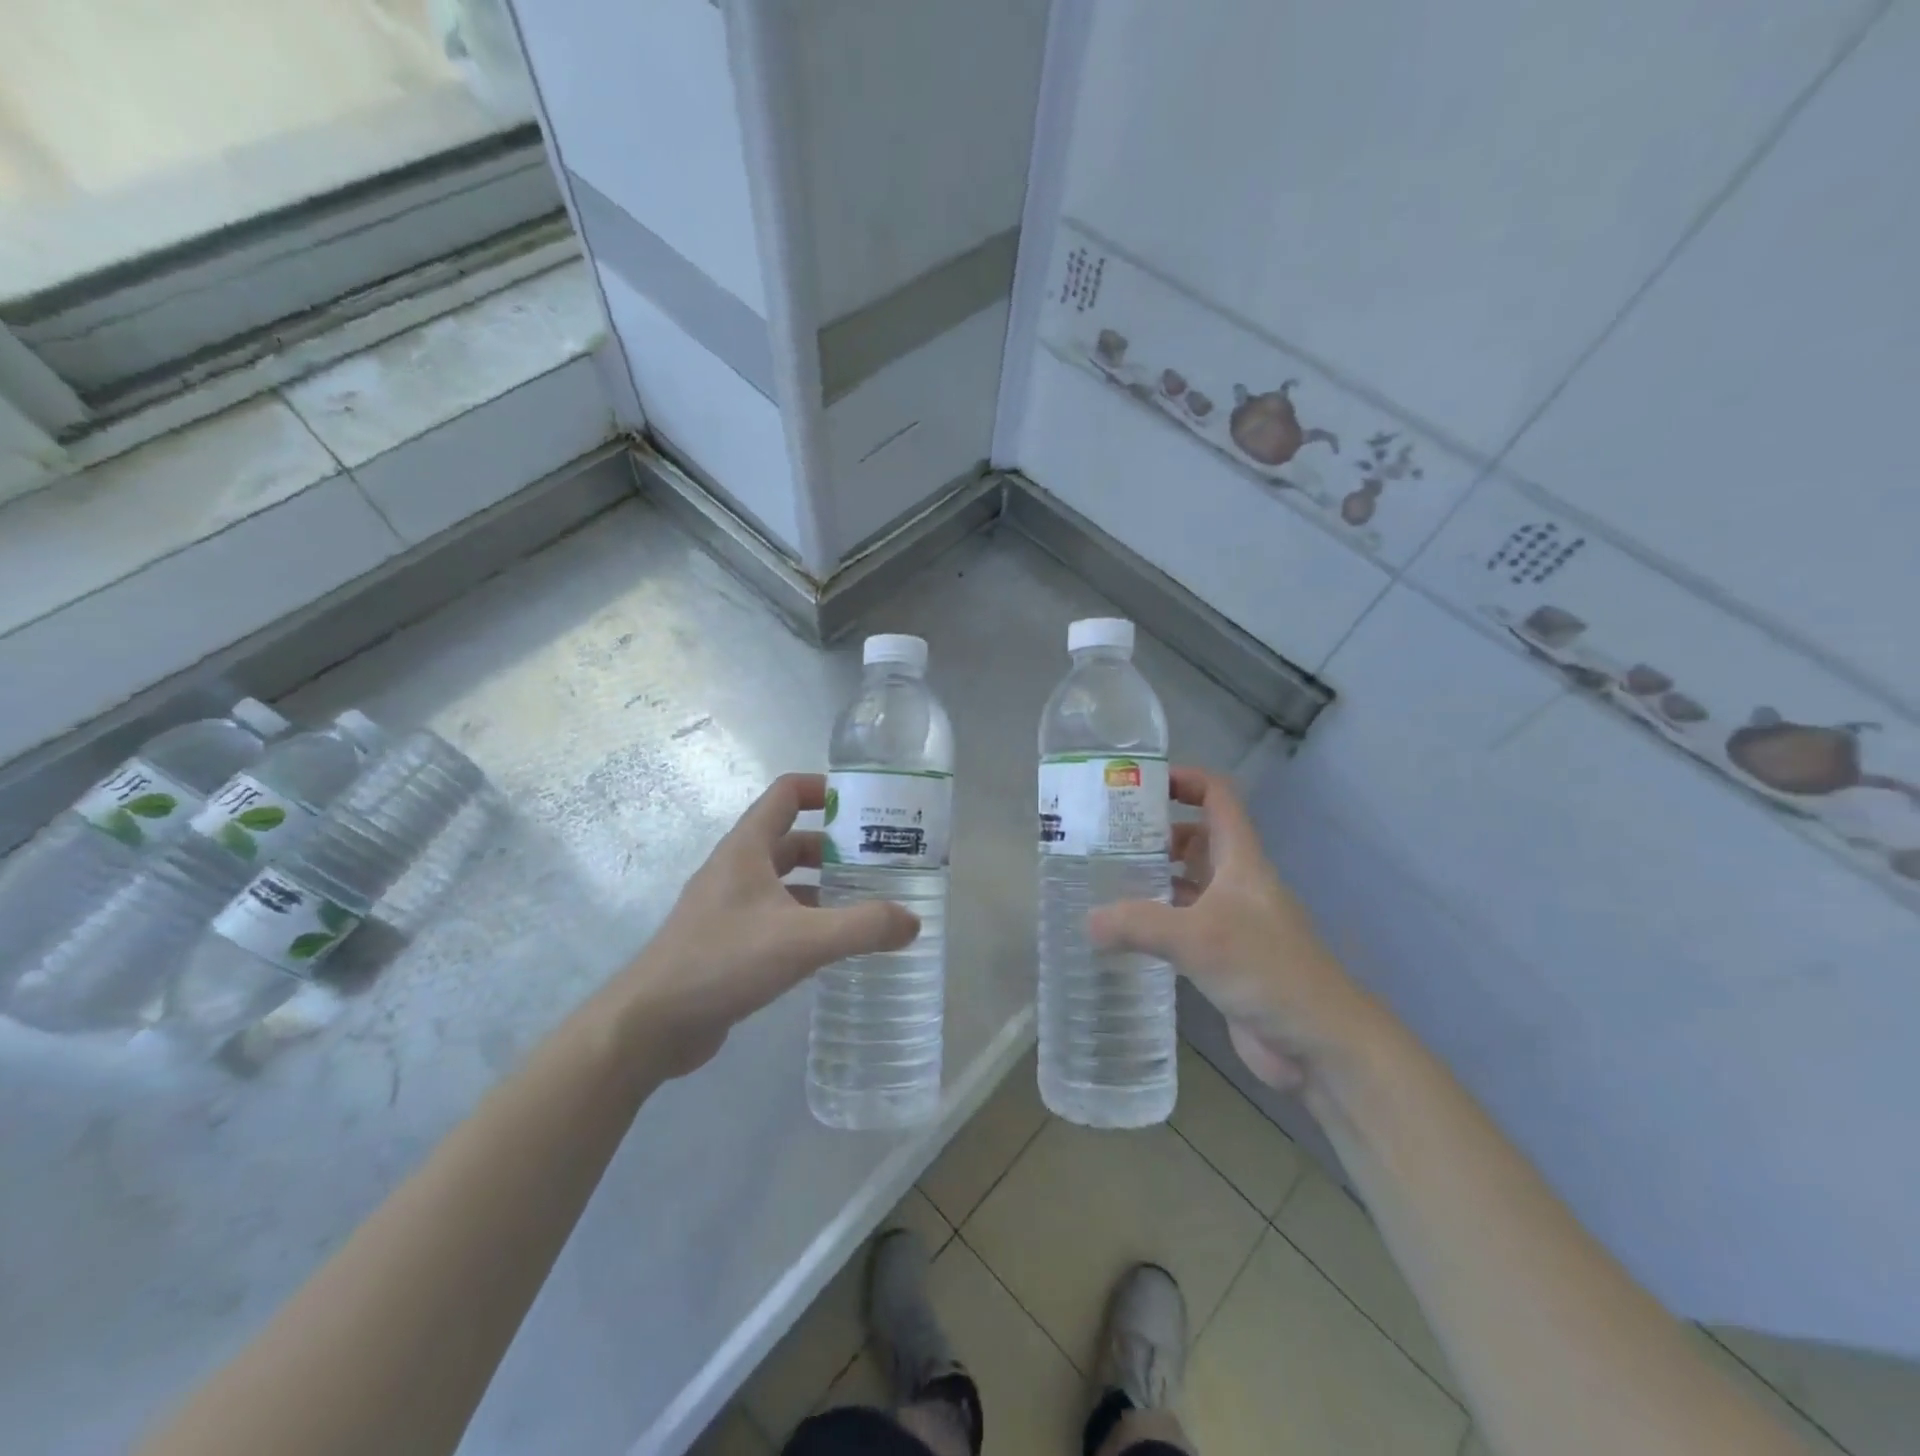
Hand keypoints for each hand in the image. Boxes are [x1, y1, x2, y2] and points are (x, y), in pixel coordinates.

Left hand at [619, 773, 920, 1076]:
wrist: (650, 1024)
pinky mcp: (728, 941)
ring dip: (823, 885)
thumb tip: (913, 921)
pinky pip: (776, 915)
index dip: (824, 789)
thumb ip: (862, 927)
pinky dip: (807, 919)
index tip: (865, 805)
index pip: (787, 793)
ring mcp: (729, 906)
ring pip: (786, 880)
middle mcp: (737, 868)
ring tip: (868, 901)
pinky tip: (834, 944)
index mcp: (747, 848)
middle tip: (881, 861)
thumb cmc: (723, 961)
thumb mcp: (802, 939)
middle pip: (792, 838)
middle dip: (836, 846)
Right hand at [1088, 767, 1373, 1091]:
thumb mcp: (1198, 937)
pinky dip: (1154, 921)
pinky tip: (1121, 931)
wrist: (1320, 1042)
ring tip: (1102, 879)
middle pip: (1194, 837)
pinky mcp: (1223, 956)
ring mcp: (1230, 920)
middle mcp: (1235, 881)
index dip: (1183, 779)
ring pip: (1186, 882)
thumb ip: (1138, 924)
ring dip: (1151, 877)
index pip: (1216, 796)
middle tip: (1102, 838)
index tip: (1137, 784)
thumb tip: (1086, 921)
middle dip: (1152, 832)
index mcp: (1240, 859)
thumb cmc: (1267, 970)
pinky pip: (1182, 924)